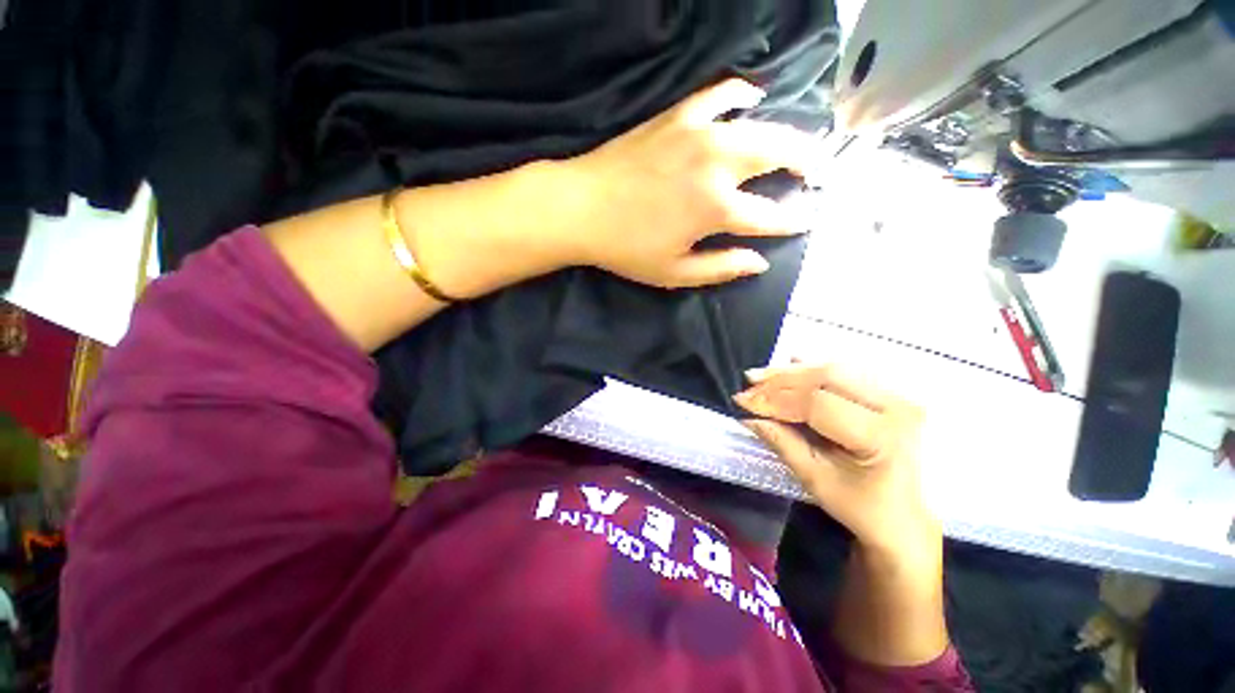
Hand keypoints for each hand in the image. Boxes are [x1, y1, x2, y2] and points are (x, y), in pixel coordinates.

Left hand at [561, 78, 820, 288]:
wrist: (582, 208)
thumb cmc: (626, 248)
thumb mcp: (673, 273)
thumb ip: (720, 268)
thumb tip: (759, 262)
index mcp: (716, 209)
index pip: (769, 216)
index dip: (792, 220)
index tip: (807, 220)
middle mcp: (717, 165)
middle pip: (779, 156)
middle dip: (808, 163)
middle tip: (820, 171)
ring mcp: (698, 134)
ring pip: (758, 125)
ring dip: (787, 134)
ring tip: (801, 143)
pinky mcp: (677, 117)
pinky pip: (718, 95)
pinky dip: (740, 93)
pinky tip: (752, 97)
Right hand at [734, 363, 938, 554]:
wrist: (905, 520)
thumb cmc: (862, 508)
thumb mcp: (816, 480)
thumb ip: (782, 443)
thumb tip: (749, 418)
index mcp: (880, 436)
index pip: (817, 403)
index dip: (775, 400)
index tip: (744, 402)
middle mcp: (895, 407)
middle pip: (826, 377)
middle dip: (780, 380)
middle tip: (749, 384)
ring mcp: (896, 396)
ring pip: (834, 369)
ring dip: (793, 372)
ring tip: (762, 376)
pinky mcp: (889, 394)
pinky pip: (846, 373)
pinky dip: (813, 369)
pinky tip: (791, 365)